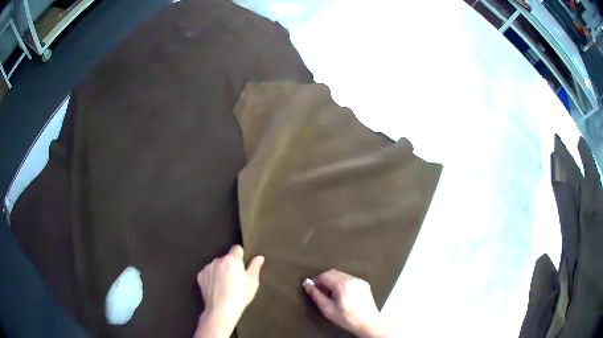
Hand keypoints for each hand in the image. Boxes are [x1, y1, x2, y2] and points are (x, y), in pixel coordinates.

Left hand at [194, 245, 263, 337]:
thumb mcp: (252, 282)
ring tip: (225, 285)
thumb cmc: (240, 295)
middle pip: (226, 258)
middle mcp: (218, 260)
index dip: (241, 256)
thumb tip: (259, 257)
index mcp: (232, 259)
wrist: (221, 309)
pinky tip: (216, 287)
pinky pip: (208, 273)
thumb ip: (255, 267)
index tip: (243, 265)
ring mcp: (208, 268)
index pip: (237, 249)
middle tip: (235, 278)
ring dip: (220, 270)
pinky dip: (212, 277)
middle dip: (230, 265)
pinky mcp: (200, 276)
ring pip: (216, 265)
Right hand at [303, 270, 385, 337]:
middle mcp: (351, 279)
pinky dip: (342, 283)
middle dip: (324, 280)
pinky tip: (341, 294)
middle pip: (333, 272)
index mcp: (342, 284)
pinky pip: (349, 279)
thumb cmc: (346, 317)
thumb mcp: (327, 309)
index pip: (324, 275)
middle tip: (320, 292)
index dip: (316, 281)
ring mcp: (359, 280)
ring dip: (333, 281)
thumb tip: (306, 284)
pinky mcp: (364, 284)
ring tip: (330, 294)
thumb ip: (316, 295)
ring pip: (341, 275)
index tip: (311, 289)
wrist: (368, 323)